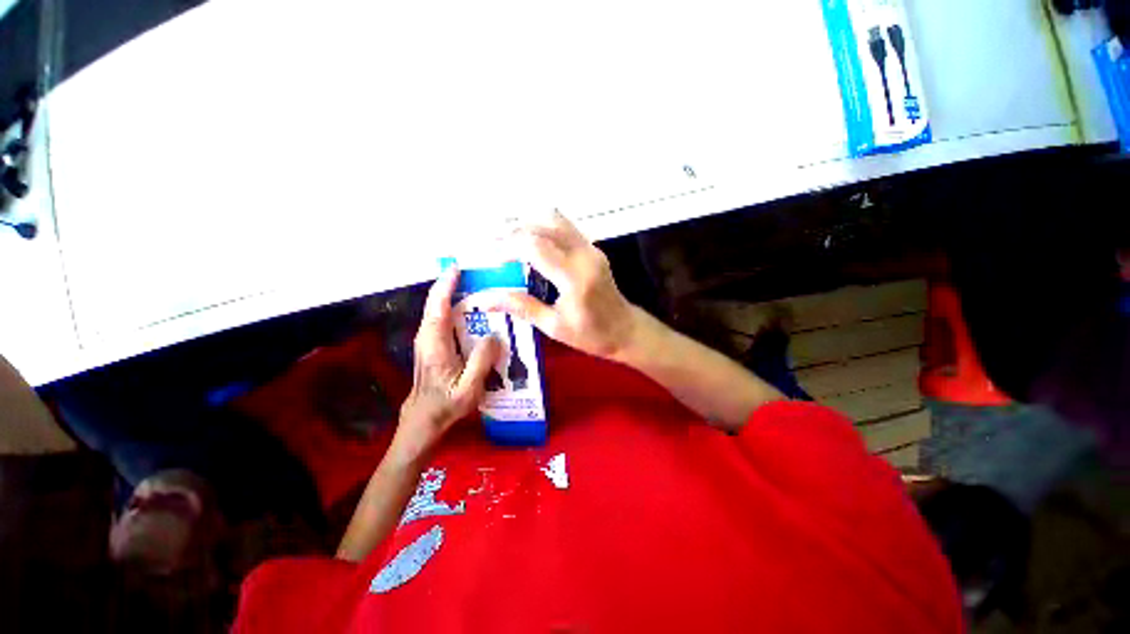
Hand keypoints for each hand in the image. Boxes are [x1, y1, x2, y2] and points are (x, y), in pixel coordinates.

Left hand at [393, 268, 500, 463]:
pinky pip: (443, 317)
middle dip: (451, 284)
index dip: (446, 286)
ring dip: (453, 293)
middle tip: (475, 272)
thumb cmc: (446, 405)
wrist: (425, 419)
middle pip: (436, 303)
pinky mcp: (433, 343)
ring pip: (438, 309)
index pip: (438, 308)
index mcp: (434, 345)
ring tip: (476, 284)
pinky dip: (454, 306)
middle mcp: (427, 337)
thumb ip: (481, 361)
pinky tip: (472, 308)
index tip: (457, 268)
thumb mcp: (469, 388)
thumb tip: (494, 335)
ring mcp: (428, 339)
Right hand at [476, 211, 639, 360]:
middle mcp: (584, 254)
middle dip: (514, 230)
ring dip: (529, 224)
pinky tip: (530, 242)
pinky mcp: (592, 249)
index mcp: (575, 277)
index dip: (509, 245)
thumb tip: (484, 299)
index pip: (536, 246)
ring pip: (555, 220)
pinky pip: (564, 227)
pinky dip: (543, 228)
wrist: (626, 330)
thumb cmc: (591, 334)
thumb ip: (521, 307)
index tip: (491, 255)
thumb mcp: (553, 326)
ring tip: (508, 238)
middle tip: (492, 241)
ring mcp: (591, 248)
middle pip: (544, 226)